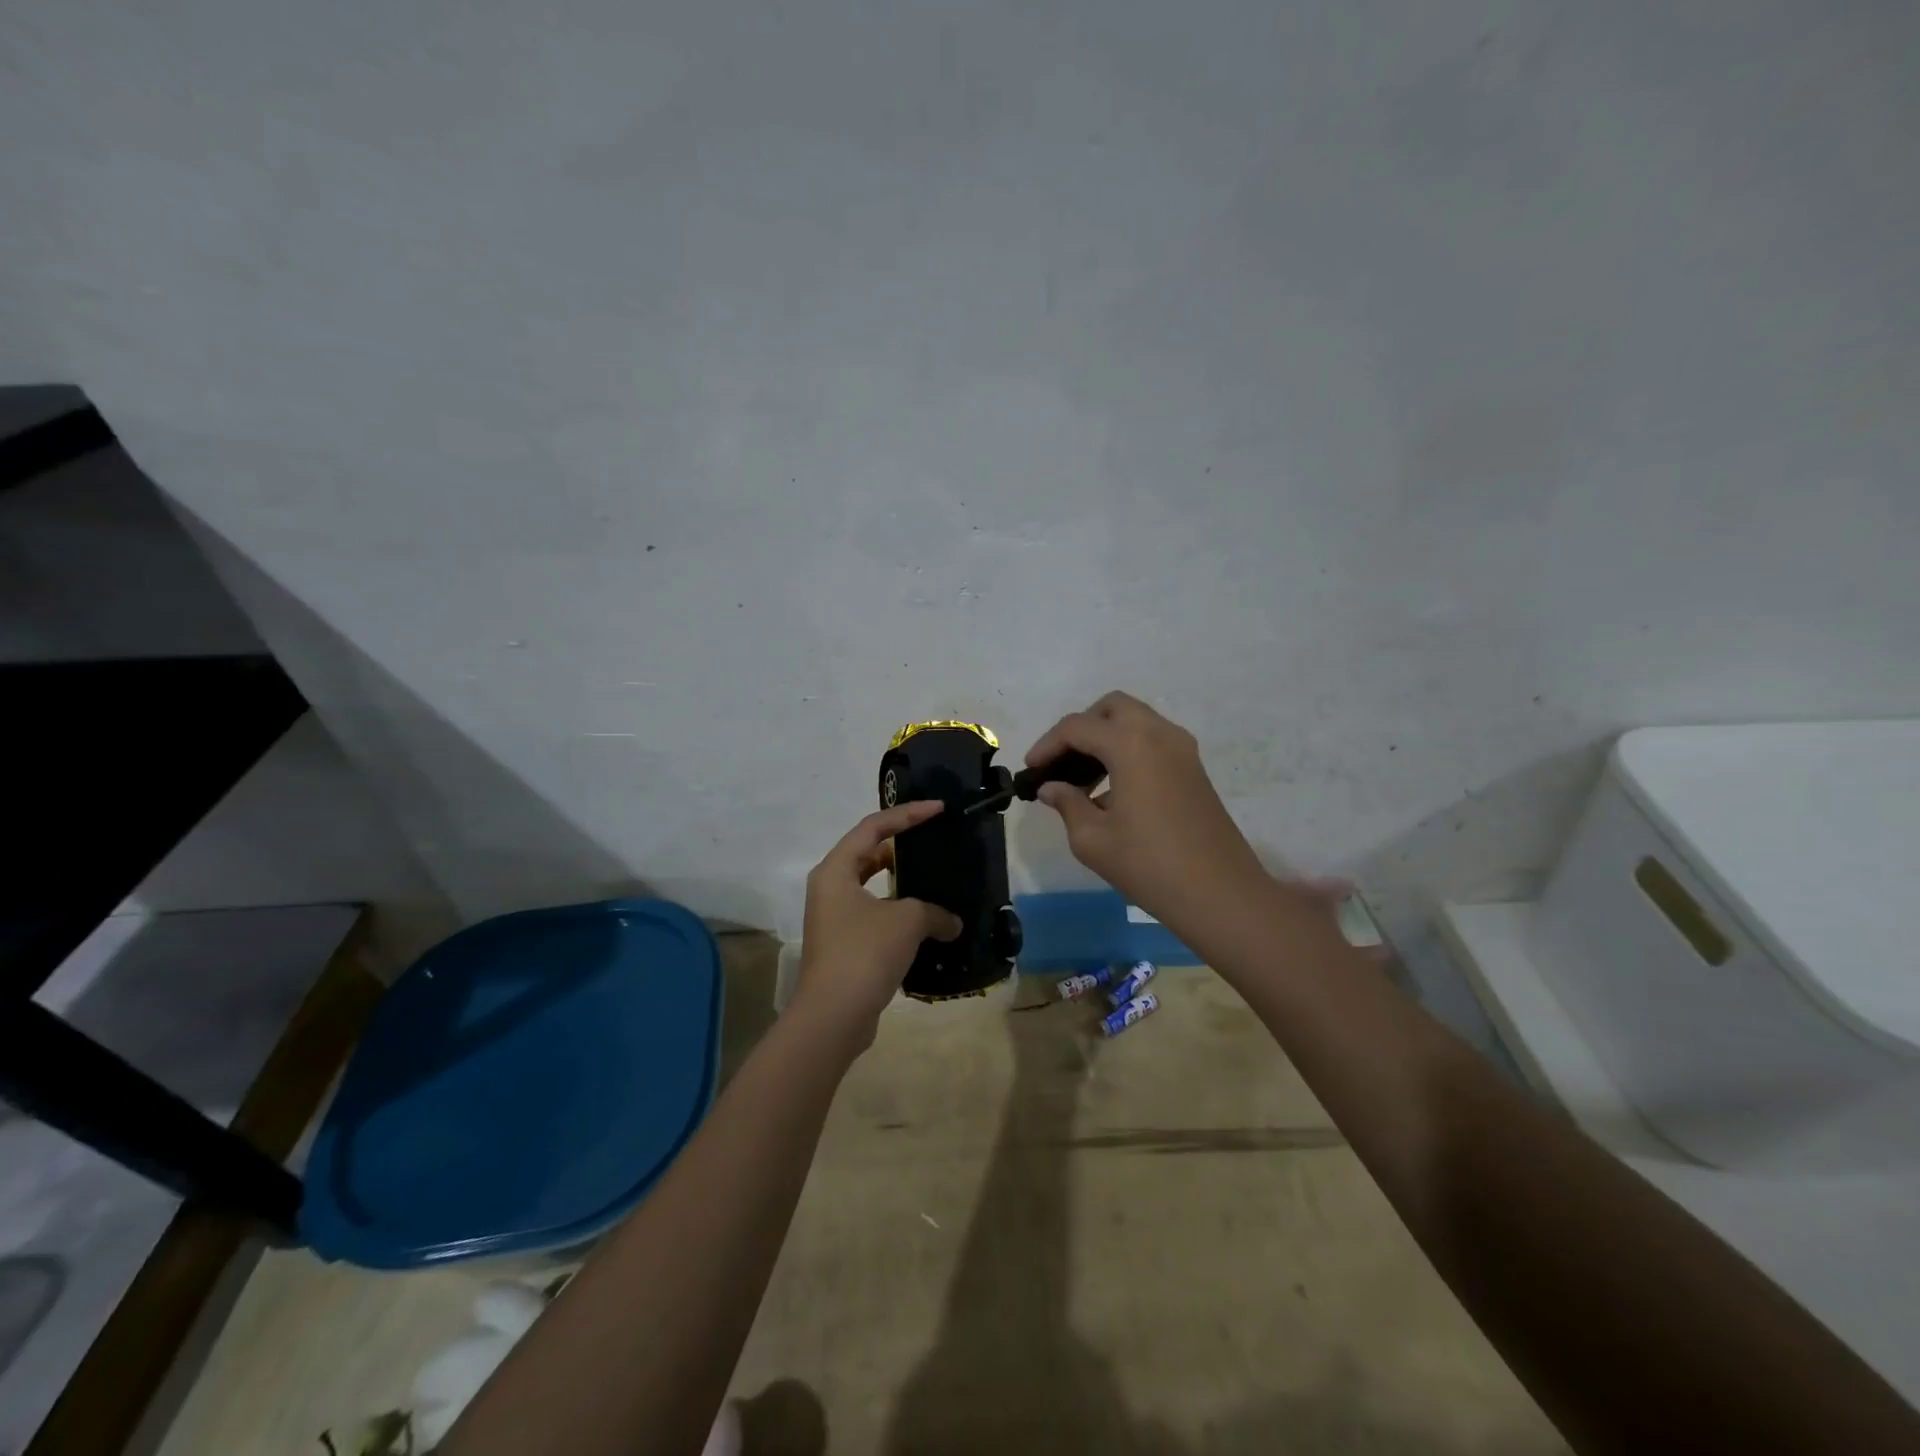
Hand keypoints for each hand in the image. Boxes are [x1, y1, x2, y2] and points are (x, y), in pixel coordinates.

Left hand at [794, 801, 962, 1047]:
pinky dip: (899, 912)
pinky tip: (927, 921)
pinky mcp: (844, 944)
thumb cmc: (865, 952)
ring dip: (901, 882)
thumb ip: (934, 912)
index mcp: (836, 870)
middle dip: (901, 844)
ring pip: (871, 886)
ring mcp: (834, 918)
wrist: (833, 1016)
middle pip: (867, 853)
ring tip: (933, 878)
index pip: (873, 827)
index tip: (938, 808)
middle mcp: (829, 888)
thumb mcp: (907, 921)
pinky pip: (875, 914)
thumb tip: (952, 923)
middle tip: (933, 840)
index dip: (907, 814)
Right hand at [1025, 691, 1268, 921]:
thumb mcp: (1093, 839)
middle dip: (1080, 728)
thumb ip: (1067, 804)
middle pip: (1111, 708)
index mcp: (1131, 744)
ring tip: (1083, 779)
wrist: (1220, 894)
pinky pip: (1153, 740)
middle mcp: (1159, 733)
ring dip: (1105, 737)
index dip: (1047, 744)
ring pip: (1135, 721)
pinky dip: (1128, 749)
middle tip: (1061, 762)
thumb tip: (1052, 788)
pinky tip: (1113, 789)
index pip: (1077, 727)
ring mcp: (1182, 749)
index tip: (1031, 769)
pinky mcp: (1194, 768)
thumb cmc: (1149, 866)